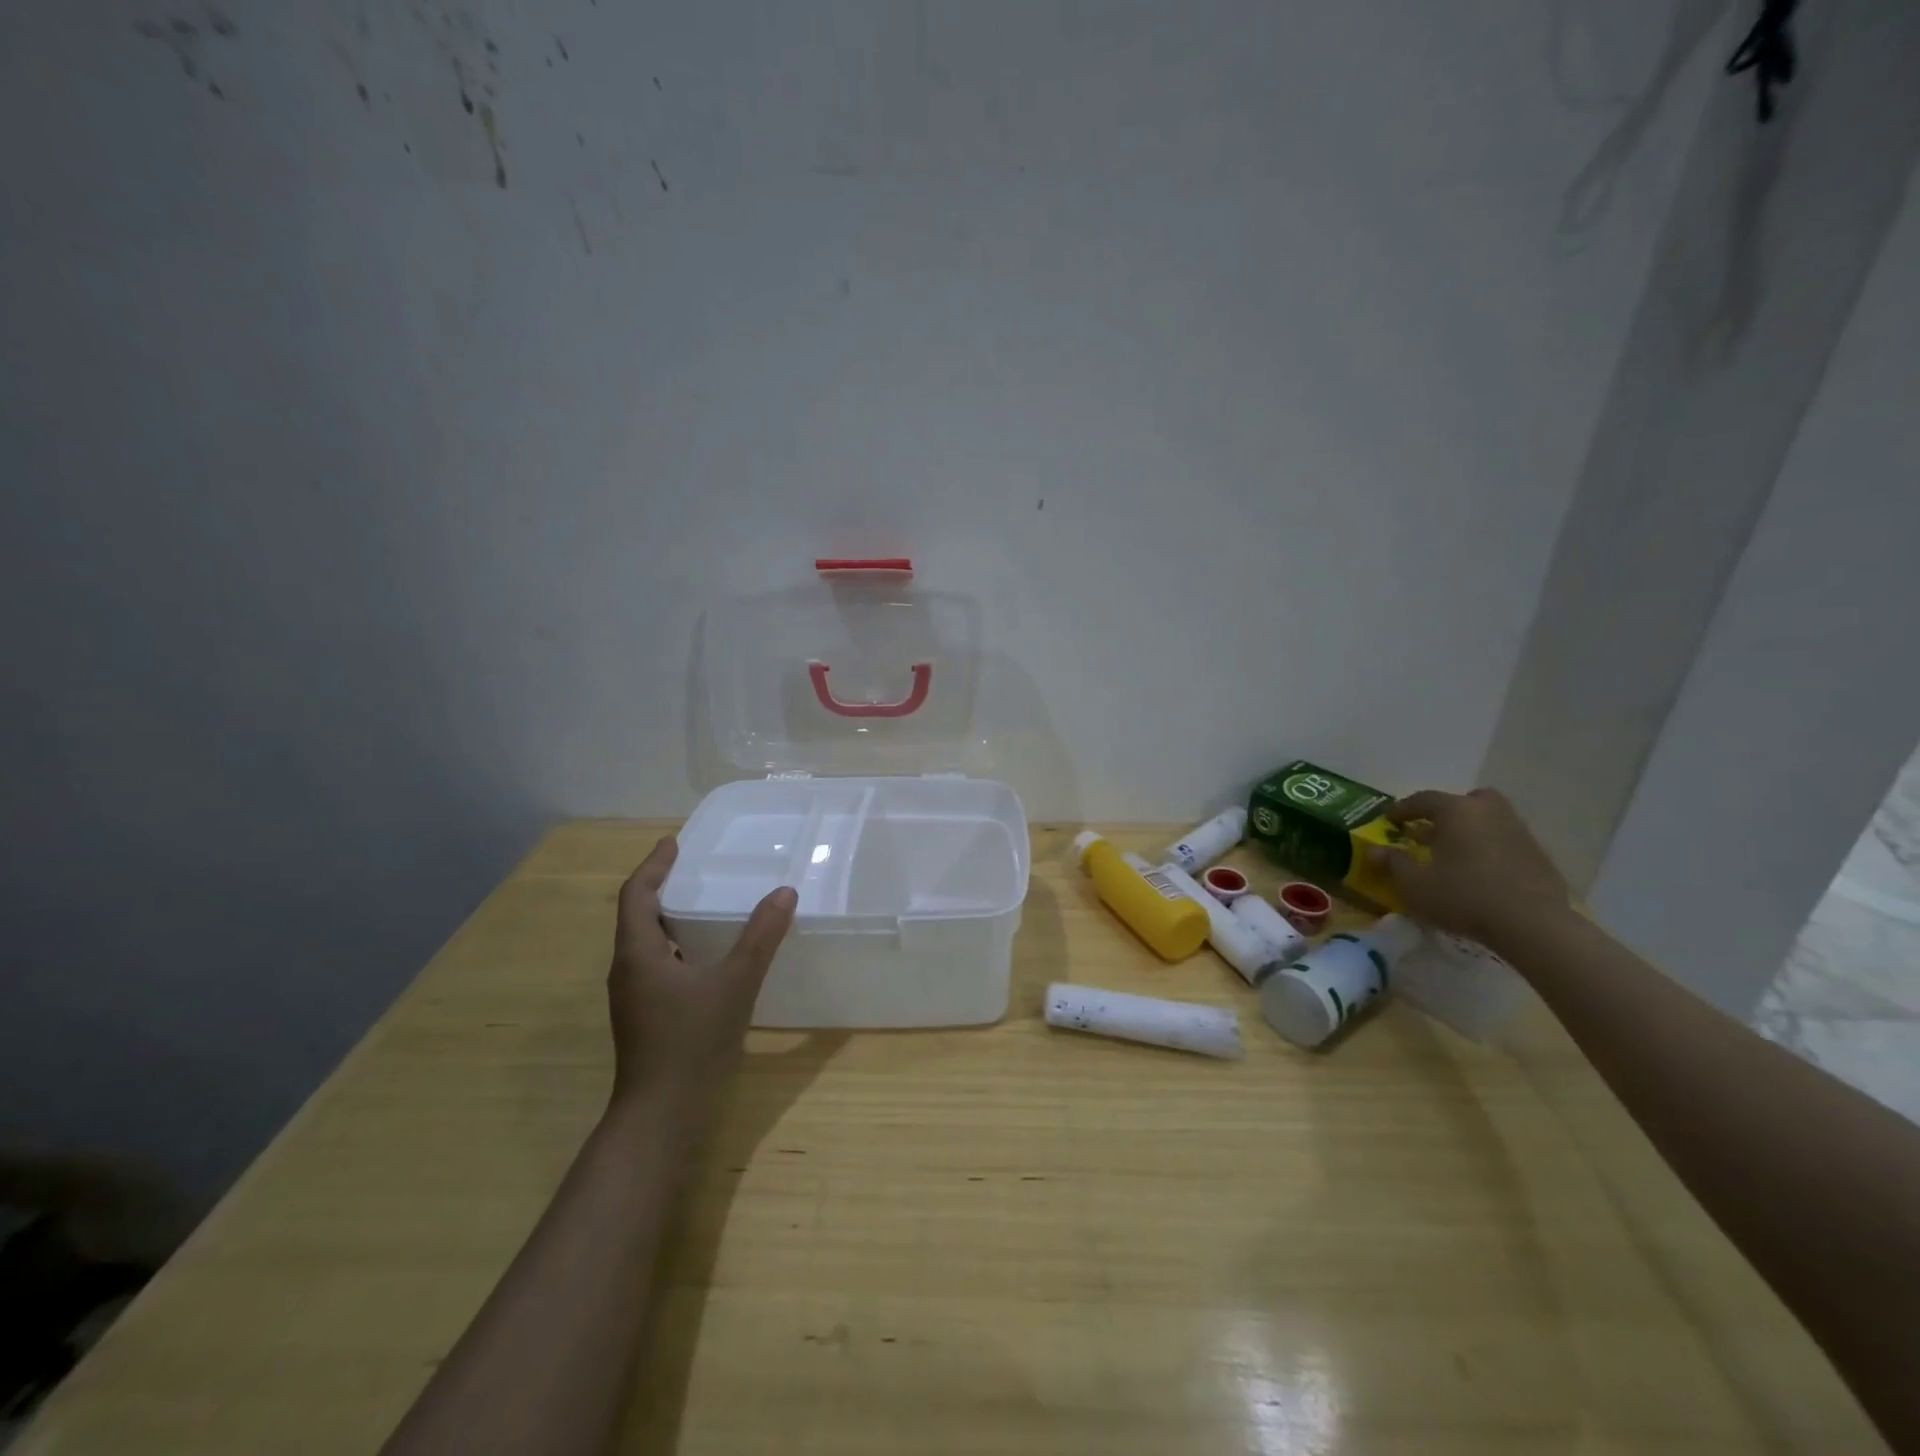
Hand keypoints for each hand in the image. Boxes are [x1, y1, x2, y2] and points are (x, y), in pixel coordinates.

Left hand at [607, 837, 796, 1118]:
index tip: (673, 842)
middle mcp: (628, 970)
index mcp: (638, 954)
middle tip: (695, 868)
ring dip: (669, 917)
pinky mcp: (646, 1017)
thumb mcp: (734, 985)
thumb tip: (784, 893)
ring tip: (705, 904)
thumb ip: (760, 938)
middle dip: (661, 887)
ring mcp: (635, 997)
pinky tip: (709, 956)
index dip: (653, 865)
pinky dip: (678, 946)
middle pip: (637, 916)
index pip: (636, 895)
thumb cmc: (691, 1044)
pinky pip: (658, 964)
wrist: (660, 1117)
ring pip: (647, 942)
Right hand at [1366, 787, 1569, 947]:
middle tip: (1430, 830)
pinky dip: (1489, 847)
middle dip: (1446, 812)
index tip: (1389, 820)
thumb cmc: (1463, 897)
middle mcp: (1489, 811)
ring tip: (1453, 853)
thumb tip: (1375, 850)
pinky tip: (1480, 872)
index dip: (1402, 809)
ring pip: (1487, 819)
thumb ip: (1393, 863)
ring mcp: (1518, 831)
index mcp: (1456, 811)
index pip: (1423, 799)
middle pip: (1465, 801)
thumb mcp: (1414, 884)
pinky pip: (1504, 840)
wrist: (1533, 925)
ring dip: (1469, 830)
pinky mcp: (1538, 854)